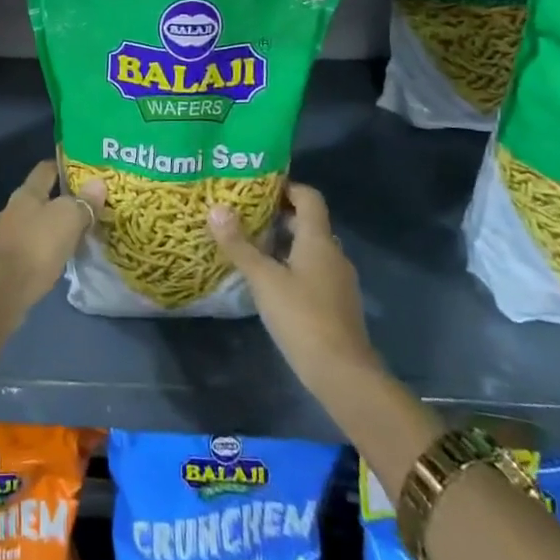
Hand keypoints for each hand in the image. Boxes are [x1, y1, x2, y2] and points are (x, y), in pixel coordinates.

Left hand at [0, 160, 104, 318]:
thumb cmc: (36, 246)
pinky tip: (63, 257)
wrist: (1, 292)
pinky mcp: (9, 261)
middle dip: (64, 200)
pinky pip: (34, 247)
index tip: (85, 170)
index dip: (64, 166)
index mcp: (27, 193)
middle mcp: (14, 209)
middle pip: (42, 197)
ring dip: (57, 227)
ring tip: (81, 233)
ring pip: (38, 224)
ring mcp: (9, 236)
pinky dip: (49, 248)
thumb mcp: (67, 219)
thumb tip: (98, 182)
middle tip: (91, 205)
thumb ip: (82, 202)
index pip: (46, 169)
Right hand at [209, 183, 376, 402]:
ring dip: (283, 242)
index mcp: (318, 240)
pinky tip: (267, 280)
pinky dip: (291, 265)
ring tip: (249, 244)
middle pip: (307, 222)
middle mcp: (332, 253)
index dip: (286, 186)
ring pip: (309, 248)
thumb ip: (239, 245)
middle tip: (244, 214)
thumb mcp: (263, 279)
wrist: (342, 372)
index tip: (257, 187)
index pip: (309, 197)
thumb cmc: (302, 316)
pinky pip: (312, 270)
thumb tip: (216, 208)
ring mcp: (337, 280)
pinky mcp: (335, 303)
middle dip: (277, 215)